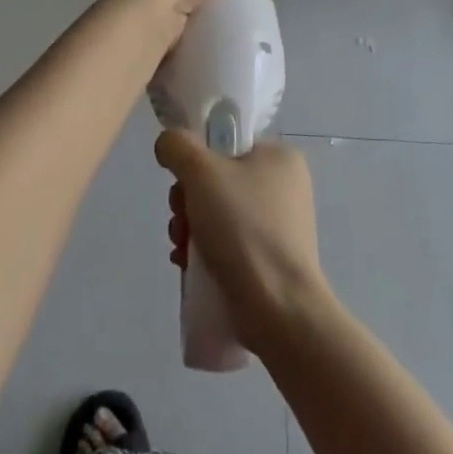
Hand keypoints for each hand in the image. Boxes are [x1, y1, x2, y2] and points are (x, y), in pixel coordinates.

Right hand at [156, 129, 329, 353]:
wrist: (278, 309)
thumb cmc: (244, 227)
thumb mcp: (202, 172)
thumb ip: (178, 146)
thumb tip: (168, 144)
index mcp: (280, 157)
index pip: (228, 144)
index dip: (197, 161)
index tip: (182, 184)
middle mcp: (284, 187)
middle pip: (219, 181)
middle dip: (188, 201)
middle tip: (180, 219)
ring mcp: (280, 227)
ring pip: (219, 214)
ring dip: (191, 228)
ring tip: (181, 248)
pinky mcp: (270, 262)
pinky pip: (229, 244)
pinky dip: (205, 252)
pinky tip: (188, 266)